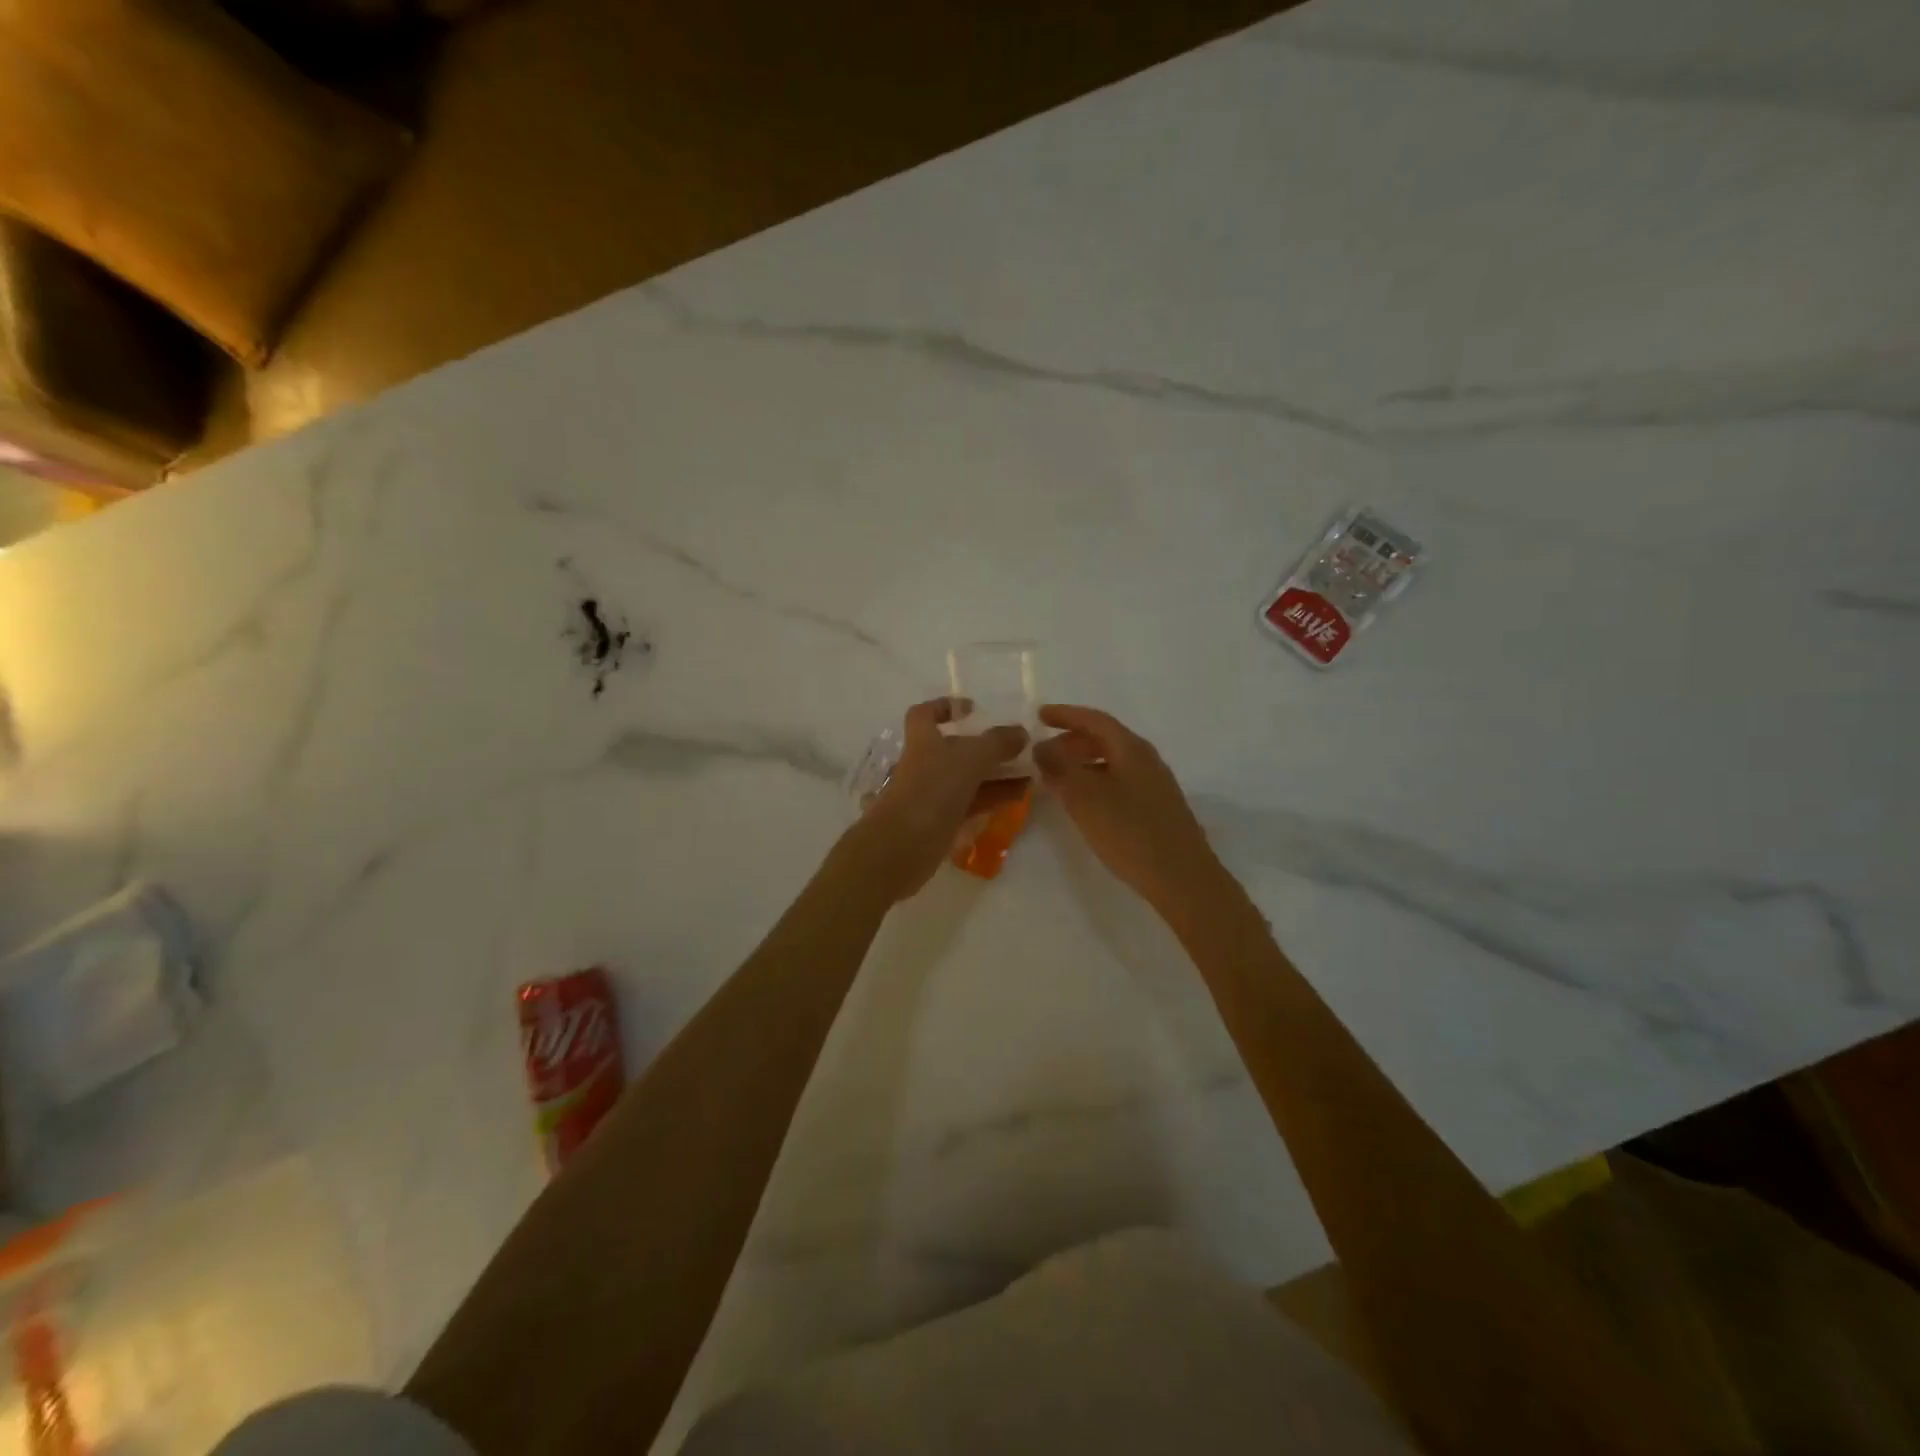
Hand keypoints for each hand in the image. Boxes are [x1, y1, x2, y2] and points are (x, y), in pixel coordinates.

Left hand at [851, 698, 1028, 900]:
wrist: (902, 847)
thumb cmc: (932, 790)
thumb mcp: (969, 759)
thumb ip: (997, 743)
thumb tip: (1021, 732)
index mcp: (922, 740)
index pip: (925, 714)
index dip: (944, 707)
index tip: (972, 710)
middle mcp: (925, 764)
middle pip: (955, 748)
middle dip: (986, 747)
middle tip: (1018, 747)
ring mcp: (932, 795)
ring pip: (968, 778)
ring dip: (997, 774)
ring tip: (1030, 774)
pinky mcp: (941, 822)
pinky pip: (971, 803)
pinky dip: (993, 797)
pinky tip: (1019, 797)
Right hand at [1033, 705, 1224, 909]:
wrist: (1182, 879)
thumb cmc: (1130, 833)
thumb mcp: (1085, 798)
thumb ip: (1060, 768)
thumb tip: (1041, 746)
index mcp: (1132, 749)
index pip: (1095, 720)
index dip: (1065, 715)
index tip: (1039, 716)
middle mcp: (1147, 760)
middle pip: (1105, 739)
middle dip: (1071, 741)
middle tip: (1043, 754)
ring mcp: (1155, 785)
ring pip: (1112, 762)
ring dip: (1082, 764)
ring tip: (1057, 780)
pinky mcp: (1157, 809)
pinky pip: (1119, 782)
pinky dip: (1096, 782)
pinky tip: (1084, 804)